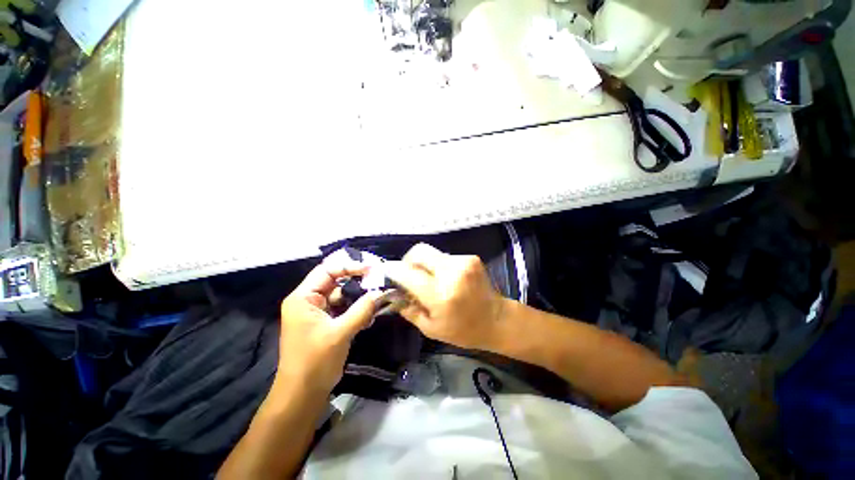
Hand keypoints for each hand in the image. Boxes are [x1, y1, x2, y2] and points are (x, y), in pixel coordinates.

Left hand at [276, 253, 381, 393]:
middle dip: (357, 281)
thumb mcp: (340, 333)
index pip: (327, 270)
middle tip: (379, 280)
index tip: (371, 269)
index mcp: (303, 298)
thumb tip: (380, 292)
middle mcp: (309, 300)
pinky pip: (344, 308)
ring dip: (359, 297)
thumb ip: (361, 310)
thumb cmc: (315, 362)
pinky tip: (369, 316)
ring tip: (377, 299)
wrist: (303, 395)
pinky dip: (357, 309)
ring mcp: (318, 312)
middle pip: (335, 281)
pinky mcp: (326, 322)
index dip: (349, 266)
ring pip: (342, 295)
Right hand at [385, 243, 506, 350]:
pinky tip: (444, 278)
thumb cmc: (463, 331)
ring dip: (424, 264)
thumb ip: (408, 309)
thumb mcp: (430, 328)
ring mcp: (463, 262)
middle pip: (419, 251)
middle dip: (408, 260)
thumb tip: (392, 294)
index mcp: (440, 296)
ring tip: (428, 279)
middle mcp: (451, 273)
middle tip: (407, 274)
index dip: (393, 270)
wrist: (497, 320)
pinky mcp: (470, 258)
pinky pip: (444, 256)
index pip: (408, 274)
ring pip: (431, 253)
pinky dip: (438, 265)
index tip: (387, 271)